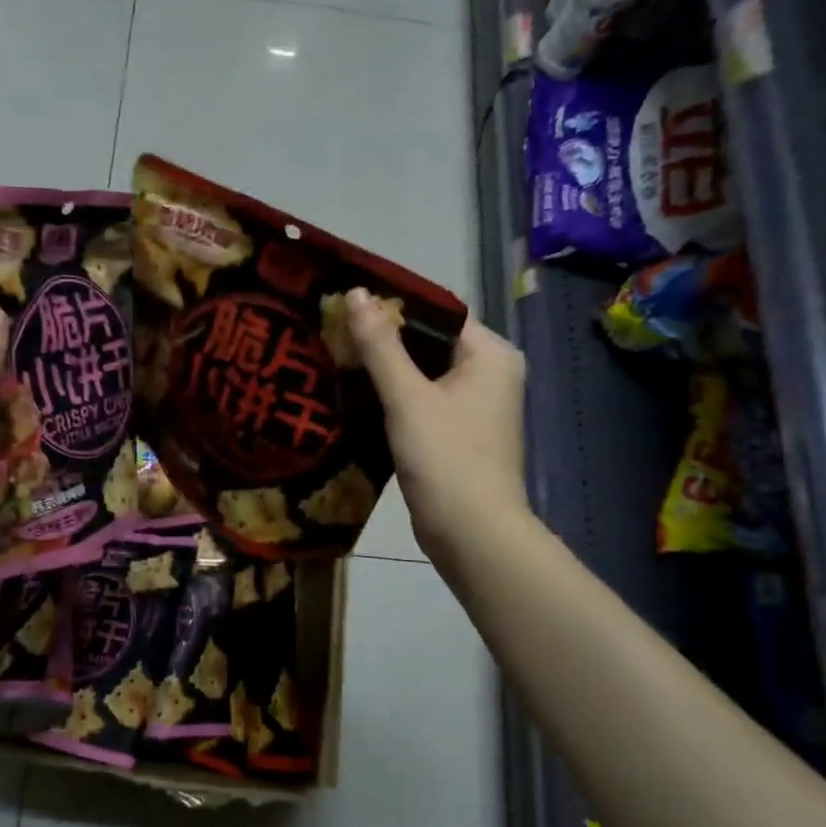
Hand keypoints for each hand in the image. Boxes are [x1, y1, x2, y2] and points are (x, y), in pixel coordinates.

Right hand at [346, 289, 529, 568]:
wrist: (471, 534)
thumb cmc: (445, 458)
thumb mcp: (407, 397)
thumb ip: (380, 345)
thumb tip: (356, 292)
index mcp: (490, 354)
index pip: (439, 311)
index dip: (394, 304)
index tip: (348, 301)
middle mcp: (490, 373)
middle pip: (431, 341)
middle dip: (384, 338)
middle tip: (335, 327)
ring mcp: (476, 406)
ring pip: (424, 373)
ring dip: (386, 367)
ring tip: (337, 354)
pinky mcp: (459, 433)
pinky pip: (423, 400)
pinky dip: (394, 396)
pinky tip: (356, 393)